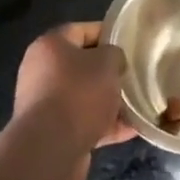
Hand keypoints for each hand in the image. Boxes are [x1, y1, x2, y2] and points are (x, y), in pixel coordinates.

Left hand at [12, 23, 136, 179]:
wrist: (50, 150)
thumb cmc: (79, 93)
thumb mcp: (107, 62)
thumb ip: (114, 54)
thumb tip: (112, 62)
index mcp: (50, 46)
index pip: (82, 30)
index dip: (108, 34)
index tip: (130, 45)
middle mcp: (41, 72)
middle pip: (82, 65)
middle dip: (109, 72)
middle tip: (133, 76)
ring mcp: (45, 104)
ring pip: (84, 96)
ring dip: (109, 101)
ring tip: (137, 105)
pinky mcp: (51, 133)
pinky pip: (83, 122)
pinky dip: (105, 124)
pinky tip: (131, 129)